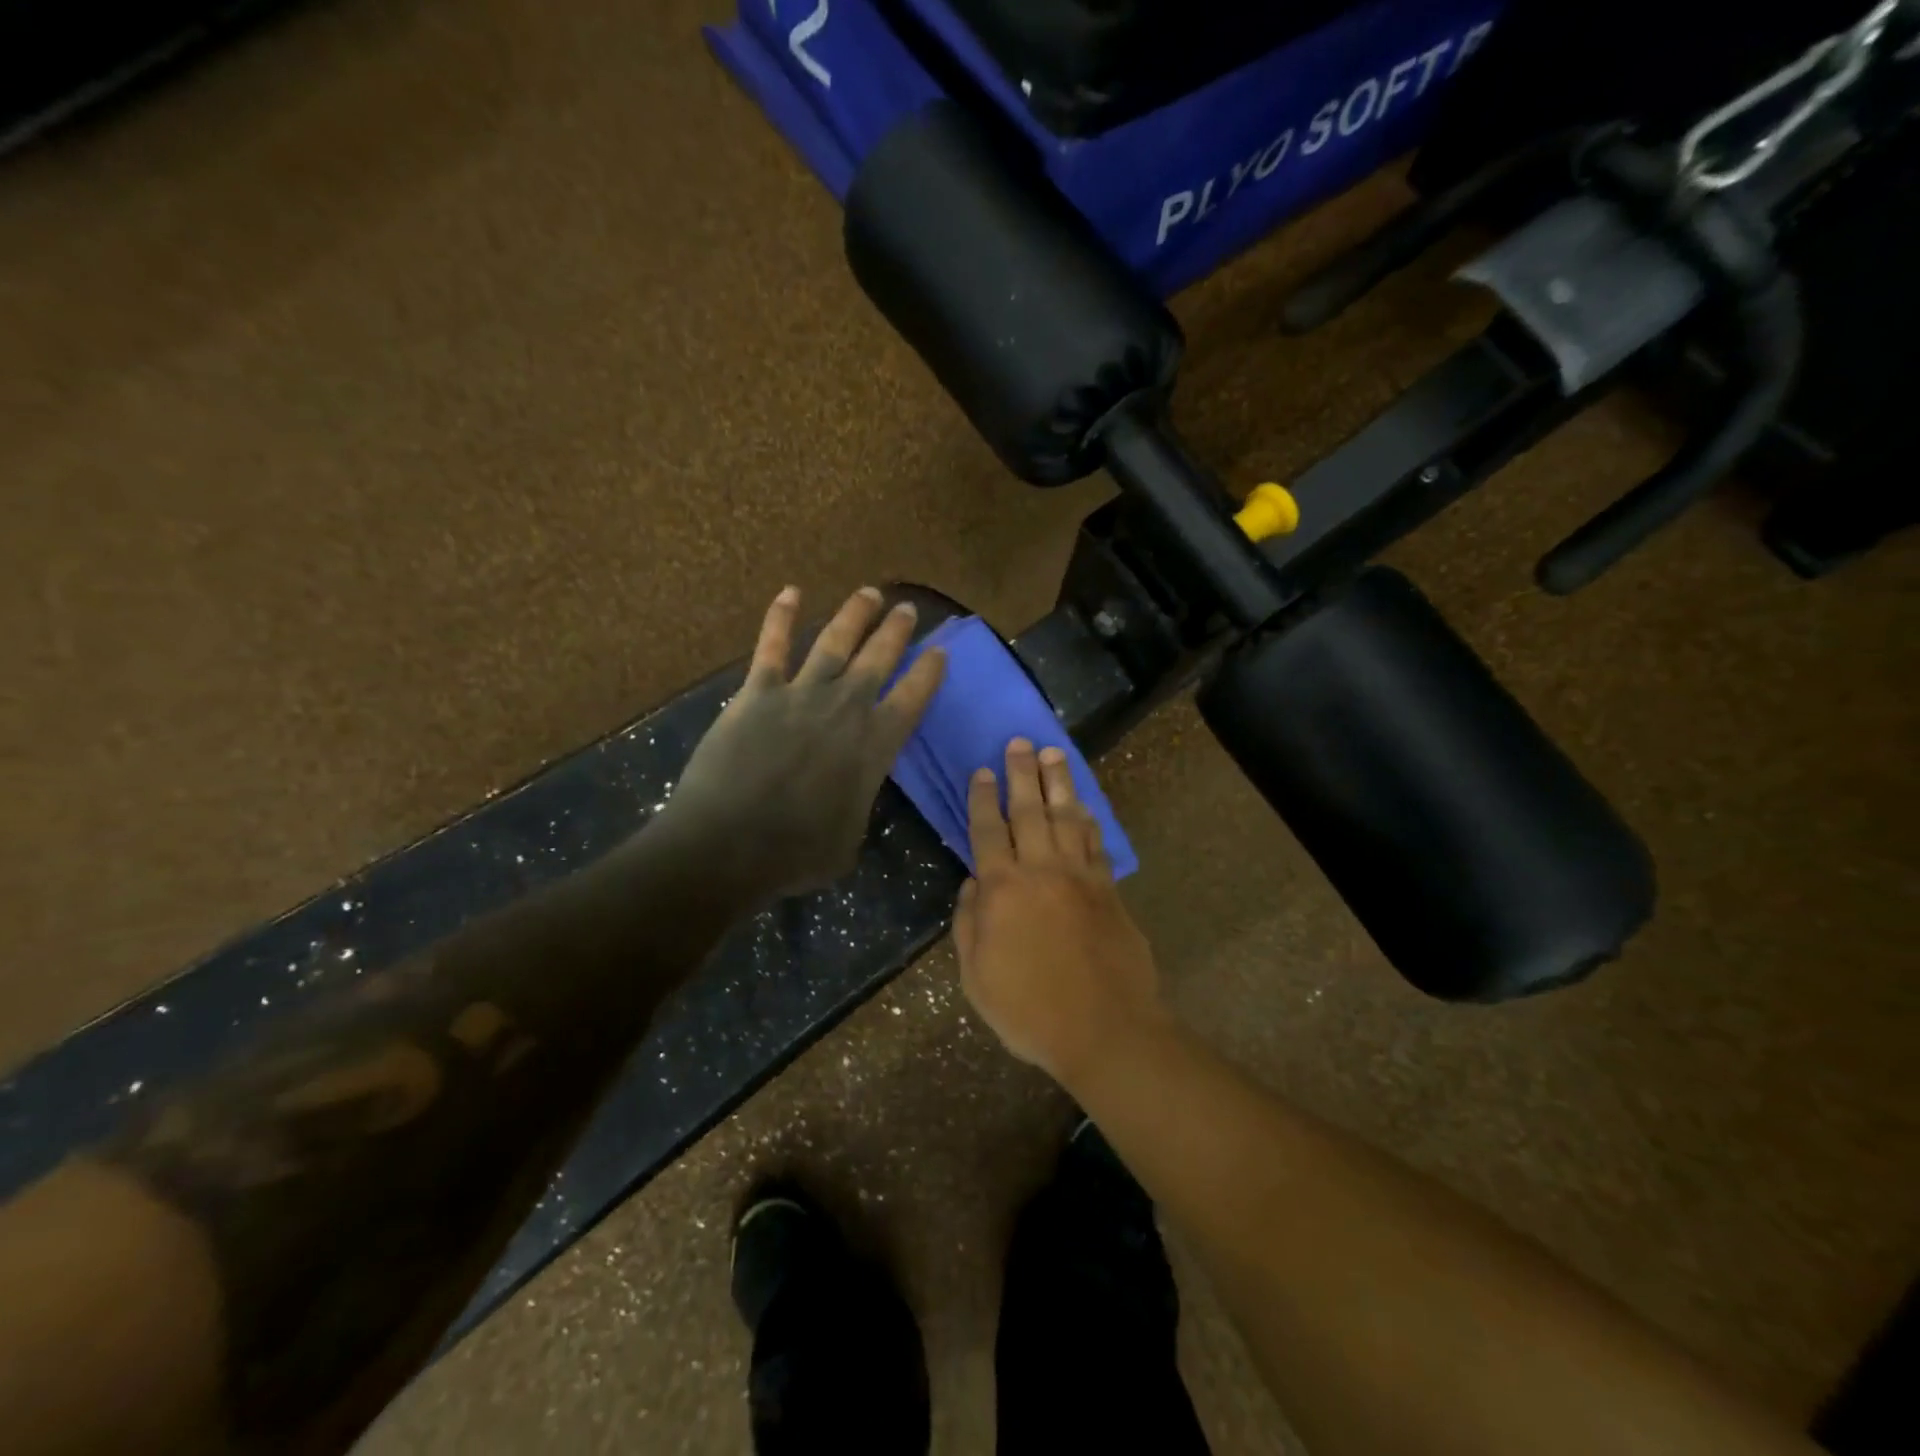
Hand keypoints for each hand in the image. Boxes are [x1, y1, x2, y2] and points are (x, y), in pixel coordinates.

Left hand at [663, 586, 945, 900]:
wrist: (728, 845)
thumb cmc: (795, 854)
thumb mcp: (849, 841)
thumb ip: (858, 805)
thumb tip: (852, 794)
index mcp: (874, 747)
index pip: (912, 698)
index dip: (929, 672)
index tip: (940, 651)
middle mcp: (845, 709)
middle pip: (879, 659)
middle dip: (896, 631)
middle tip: (907, 608)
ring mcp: (800, 694)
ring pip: (835, 642)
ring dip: (854, 615)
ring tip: (869, 593)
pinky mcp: (757, 692)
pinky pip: (772, 646)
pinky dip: (781, 617)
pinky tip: (790, 592)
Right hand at [953, 738, 1162, 1084]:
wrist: (1104, 1029)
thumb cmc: (1029, 1009)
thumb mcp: (976, 977)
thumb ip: (969, 924)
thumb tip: (973, 882)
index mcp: (1003, 890)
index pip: (987, 831)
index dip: (981, 799)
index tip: (981, 770)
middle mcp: (1041, 870)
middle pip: (1029, 810)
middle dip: (1021, 773)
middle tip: (1019, 742)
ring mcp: (1080, 876)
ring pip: (1066, 817)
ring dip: (1059, 783)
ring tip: (1053, 754)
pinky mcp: (1108, 889)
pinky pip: (1095, 843)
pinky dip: (1088, 820)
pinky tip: (1083, 805)